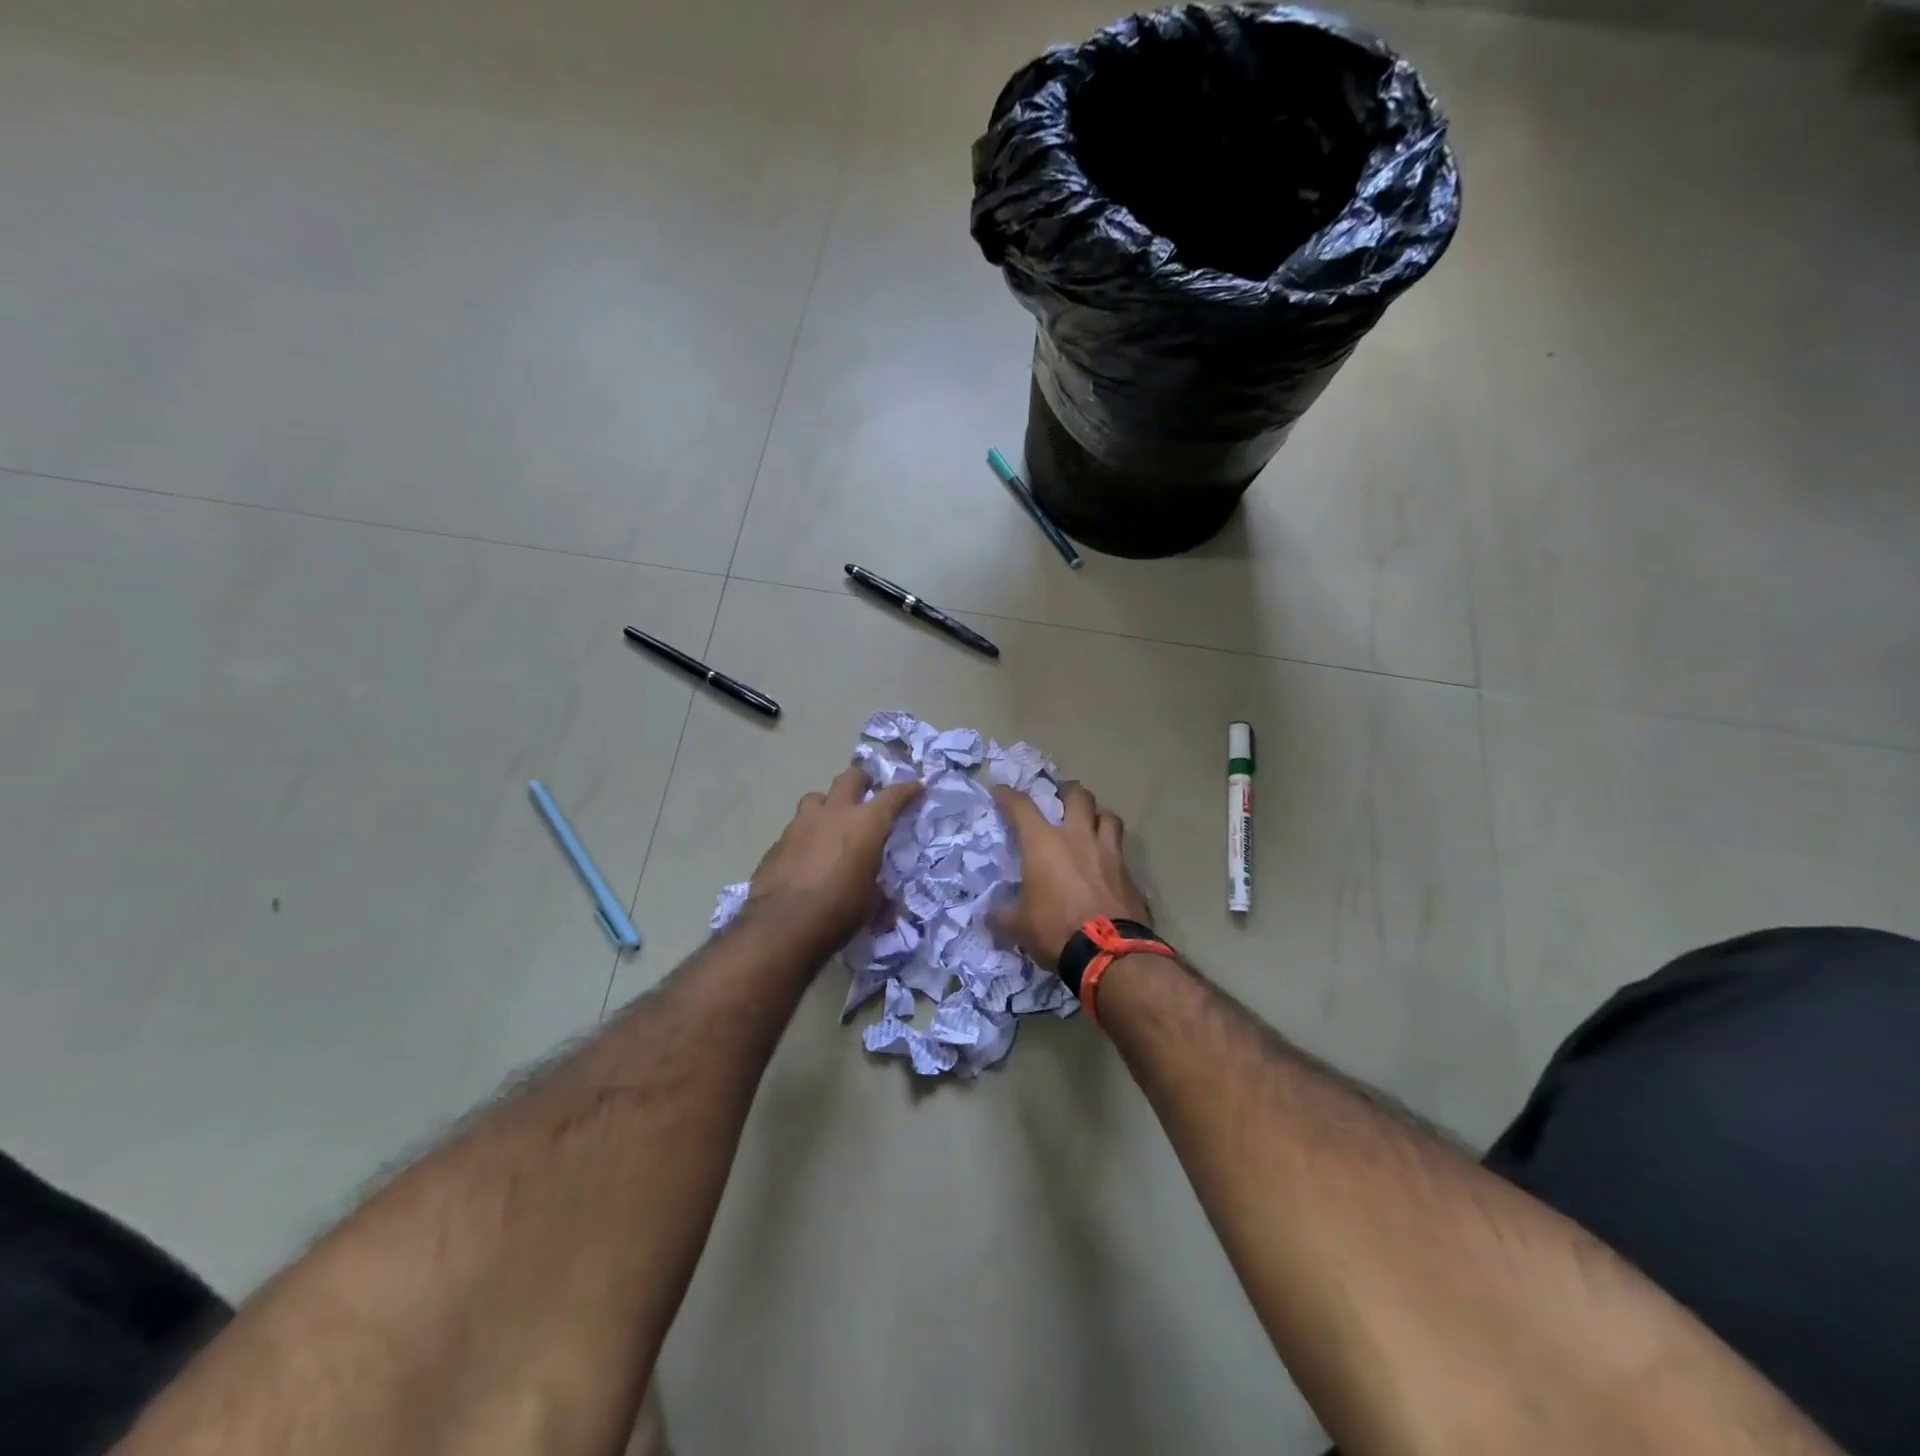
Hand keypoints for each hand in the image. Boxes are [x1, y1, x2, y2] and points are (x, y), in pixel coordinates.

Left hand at [746, 765, 921, 955]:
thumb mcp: (871, 898)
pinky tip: (806, 854)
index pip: (894, 795)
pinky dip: (806, 833)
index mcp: (866, 824)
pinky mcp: (779, 840)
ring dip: (828, 804)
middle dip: (862, 780)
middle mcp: (835, 813)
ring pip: (817, 797)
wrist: (784, 925)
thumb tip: (877, 886)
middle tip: (868, 789)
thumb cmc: (840, 910)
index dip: (908, 789)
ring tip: (831, 820)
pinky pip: (797, 826)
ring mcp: (802, 823)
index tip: (917, 785)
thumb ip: (875, 878)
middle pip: (850, 778)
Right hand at [990, 782, 1150, 970]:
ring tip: (1091, 823)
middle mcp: (1078, 838)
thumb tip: (988, 916)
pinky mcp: (1130, 873)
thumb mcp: (1019, 926)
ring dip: (1098, 815)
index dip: (1008, 796)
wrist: (1110, 953)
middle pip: (1078, 796)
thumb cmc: (1056, 930)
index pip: (1021, 807)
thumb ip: (1003, 916)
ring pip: (1108, 816)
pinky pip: (1121, 850)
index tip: (1000, 791)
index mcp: (1044, 844)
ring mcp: (1108, 853)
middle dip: (1068, 791)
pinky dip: (1112, 850)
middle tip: (1061, 797)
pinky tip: (1107, 863)